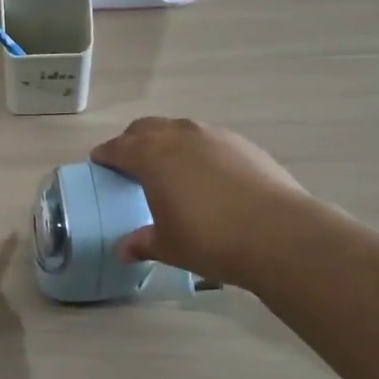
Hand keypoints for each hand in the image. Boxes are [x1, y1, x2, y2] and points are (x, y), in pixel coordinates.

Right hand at [90, 117, 310, 286]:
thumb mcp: (168, 246)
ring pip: (178, 128)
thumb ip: (142, 243)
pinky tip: (205, 172)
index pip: (118, 148)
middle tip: (130, 161)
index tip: (99, 161)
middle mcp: (178, 136)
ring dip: (166, 140)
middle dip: (133, 141)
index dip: (106, 155)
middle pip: (146, 128)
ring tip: (169, 164)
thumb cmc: (210, 239)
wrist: (278, 233)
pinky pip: (207, 138)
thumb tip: (122, 249)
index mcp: (151, 156)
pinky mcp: (241, 143)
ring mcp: (213, 135)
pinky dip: (196, 149)